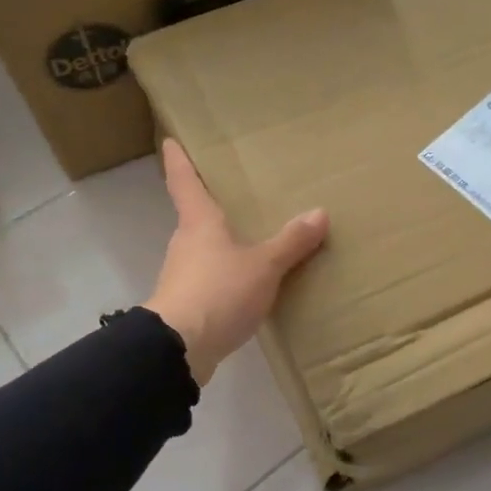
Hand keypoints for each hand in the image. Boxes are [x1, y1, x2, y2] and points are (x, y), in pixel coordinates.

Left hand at [144, 138, 329, 384]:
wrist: (179, 349)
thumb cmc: (218, 292)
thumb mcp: (264, 266)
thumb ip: (291, 242)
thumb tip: (319, 213)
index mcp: (199, 222)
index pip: (183, 181)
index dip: (179, 160)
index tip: (171, 141)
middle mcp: (186, 243)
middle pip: (195, 217)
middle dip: (212, 207)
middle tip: (236, 196)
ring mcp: (182, 276)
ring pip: (204, 251)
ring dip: (222, 246)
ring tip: (252, 242)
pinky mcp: (187, 305)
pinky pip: (211, 281)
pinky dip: (226, 278)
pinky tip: (248, 286)